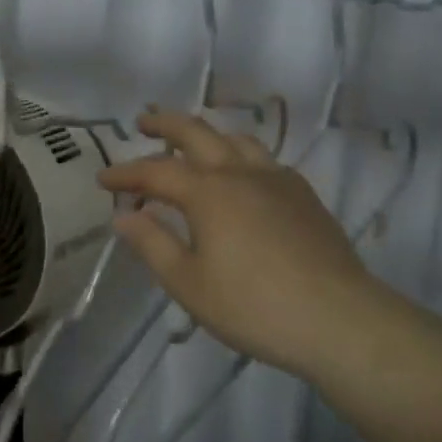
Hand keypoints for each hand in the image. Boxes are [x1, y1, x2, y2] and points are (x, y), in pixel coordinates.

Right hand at [99, 109, 389, 380]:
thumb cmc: (254, 306)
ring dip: (206, 134)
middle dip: (165, 124)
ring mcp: (276, 179)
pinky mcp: (303, 194)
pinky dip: (239, 155)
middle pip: (196, 132)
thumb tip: (124, 216)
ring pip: (235, 139)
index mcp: (208, 192)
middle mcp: (240, 172)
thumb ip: (153, 244)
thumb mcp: (189, 284)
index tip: (102, 178)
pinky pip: (264, 158)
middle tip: (143, 122)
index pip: (155, 171)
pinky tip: (242, 176)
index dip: (126, 173)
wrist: (339, 319)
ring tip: (192, 144)